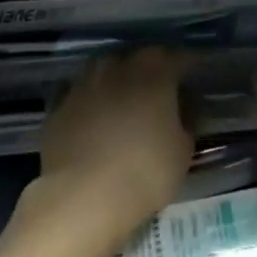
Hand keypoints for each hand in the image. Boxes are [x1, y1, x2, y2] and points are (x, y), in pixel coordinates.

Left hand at [27, 48, 194, 250]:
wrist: (80, 199)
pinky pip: (82, 96)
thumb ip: (187, 122)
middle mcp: (119, 65)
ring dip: (118, 82)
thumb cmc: (143, 172)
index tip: (197, 75)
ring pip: (107, 71)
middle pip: (140, 59)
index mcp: (155, 69)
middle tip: (161, 91)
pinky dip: (92, 103)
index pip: (180, 57)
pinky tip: (95, 122)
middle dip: (153, 70)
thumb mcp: (182, 151)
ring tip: (126, 103)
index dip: (191, 66)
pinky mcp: (59, 106)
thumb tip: (187, 109)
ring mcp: (85, 83)